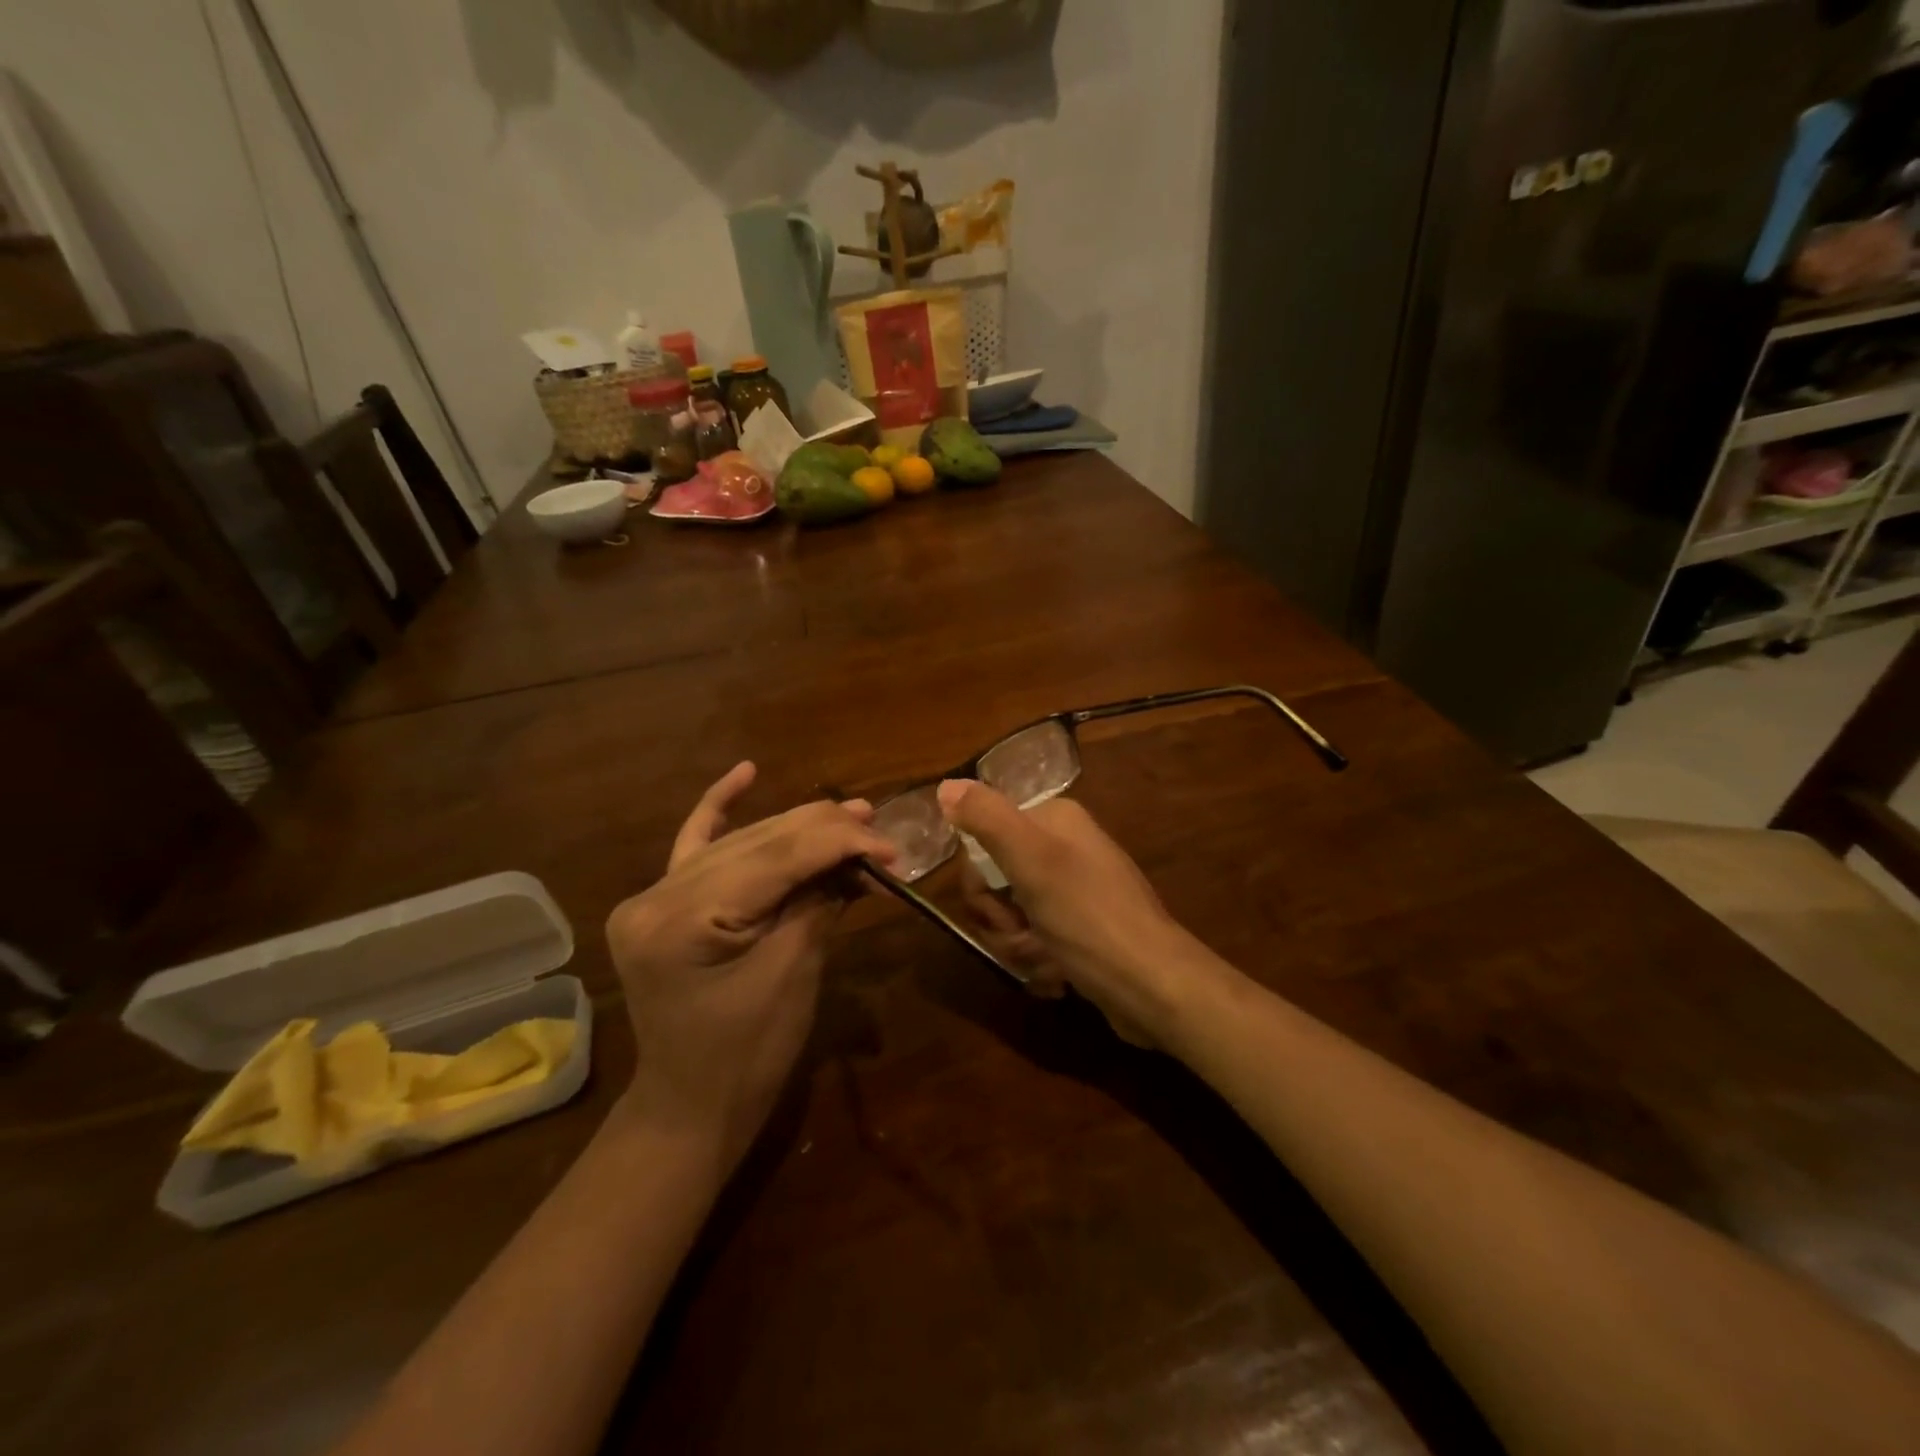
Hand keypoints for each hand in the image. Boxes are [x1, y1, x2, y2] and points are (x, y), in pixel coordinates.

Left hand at [605, 763, 893, 1166]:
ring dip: (798, 828)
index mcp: (679, 920)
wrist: (691, 1108)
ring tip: (853, 813)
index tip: (891, 844)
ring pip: (739, 841)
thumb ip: (819, 902)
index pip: (773, 859)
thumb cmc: (747, 1057)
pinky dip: (722, 808)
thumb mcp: (791, 974)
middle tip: (880, 826)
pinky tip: (745, 772)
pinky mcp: (662, 902)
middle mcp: (655, 895)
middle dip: (824, 833)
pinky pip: (696, 846)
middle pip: (756, 842)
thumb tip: (859, 855)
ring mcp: (653, 896)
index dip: (838, 843)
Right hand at [938, 779, 1205, 1046]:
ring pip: (1014, 918)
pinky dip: (1040, 962)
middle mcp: (1065, 848)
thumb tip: (945, 785)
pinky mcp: (1081, 930)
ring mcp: (1074, 892)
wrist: (1154, 987)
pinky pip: (1037, 941)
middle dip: (1003, 922)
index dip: (981, 883)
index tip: (999, 907)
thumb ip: (987, 819)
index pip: (984, 841)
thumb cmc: (1090, 919)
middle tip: (1026, 937)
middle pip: (997, 883)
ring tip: (1049, 962)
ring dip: (1021, 948)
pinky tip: (1059, 977)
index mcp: (1055, 821)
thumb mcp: (1033, 862)